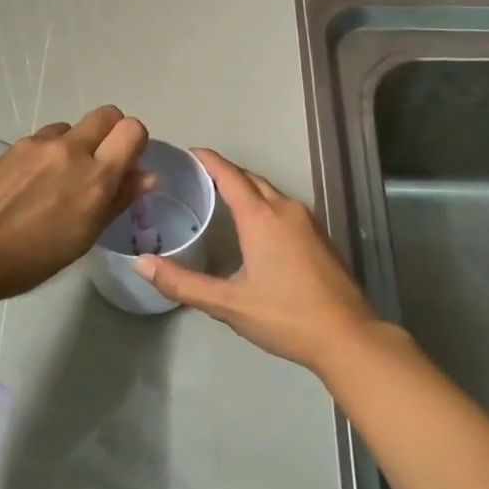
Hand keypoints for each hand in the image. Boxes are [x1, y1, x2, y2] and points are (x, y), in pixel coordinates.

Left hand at [0, 105, 151, 304]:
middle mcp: (71, 150)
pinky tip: (30, 183)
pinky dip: (48, 152)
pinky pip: (44, 138)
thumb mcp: (83, 237)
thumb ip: (117, 201)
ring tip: (58, 179)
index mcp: (96, 176)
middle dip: (111, 133)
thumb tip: (147, 176)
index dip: (135, 144)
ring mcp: (39, 144)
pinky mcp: (13, 147)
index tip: (126, 166)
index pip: (133, 130)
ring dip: (76, 143)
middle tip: (99, 165)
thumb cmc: (29, 259)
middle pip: (107, 114)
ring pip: (72, 127)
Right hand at [133, 149, 387, 372]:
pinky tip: (254, 225)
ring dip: (246, 188)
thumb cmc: (285, 316)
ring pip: (270, 192)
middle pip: (251, 179)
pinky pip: (284, 207)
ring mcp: (308, 221)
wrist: (347, 335)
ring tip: (220, 197)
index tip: (188, 153)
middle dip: (225, 172)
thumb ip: (183, 283)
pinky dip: (263, 204)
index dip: (208, 160)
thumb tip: (141, 263)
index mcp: (261, 217)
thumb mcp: (228, 304)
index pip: (229, 175)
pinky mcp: (320, 236)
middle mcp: (285, 209)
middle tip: (196, 177)